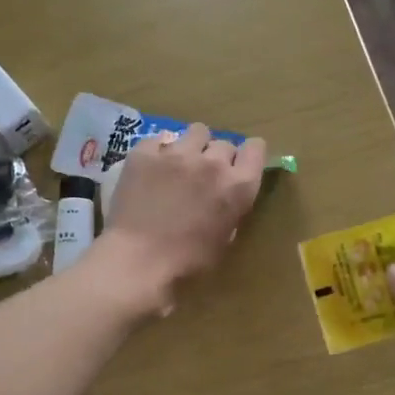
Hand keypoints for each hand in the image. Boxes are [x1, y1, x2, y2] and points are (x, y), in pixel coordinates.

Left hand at [96, 124, 265, 312]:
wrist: (139, 261)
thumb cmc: (188, 263)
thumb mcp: (224, 240)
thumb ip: (230, 211)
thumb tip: (224, 200)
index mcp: (238, 186)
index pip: (255, 148)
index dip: (248, 155)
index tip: (239, 166)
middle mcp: (212, 162)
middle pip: (224, 143)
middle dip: (217, 157)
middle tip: (204, 177)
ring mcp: (177, 153)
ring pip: (195, 132)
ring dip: (192, 146)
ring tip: (179, 165)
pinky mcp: (145, 153)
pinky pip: (159, 140)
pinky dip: (159, 151)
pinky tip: (151, 169)